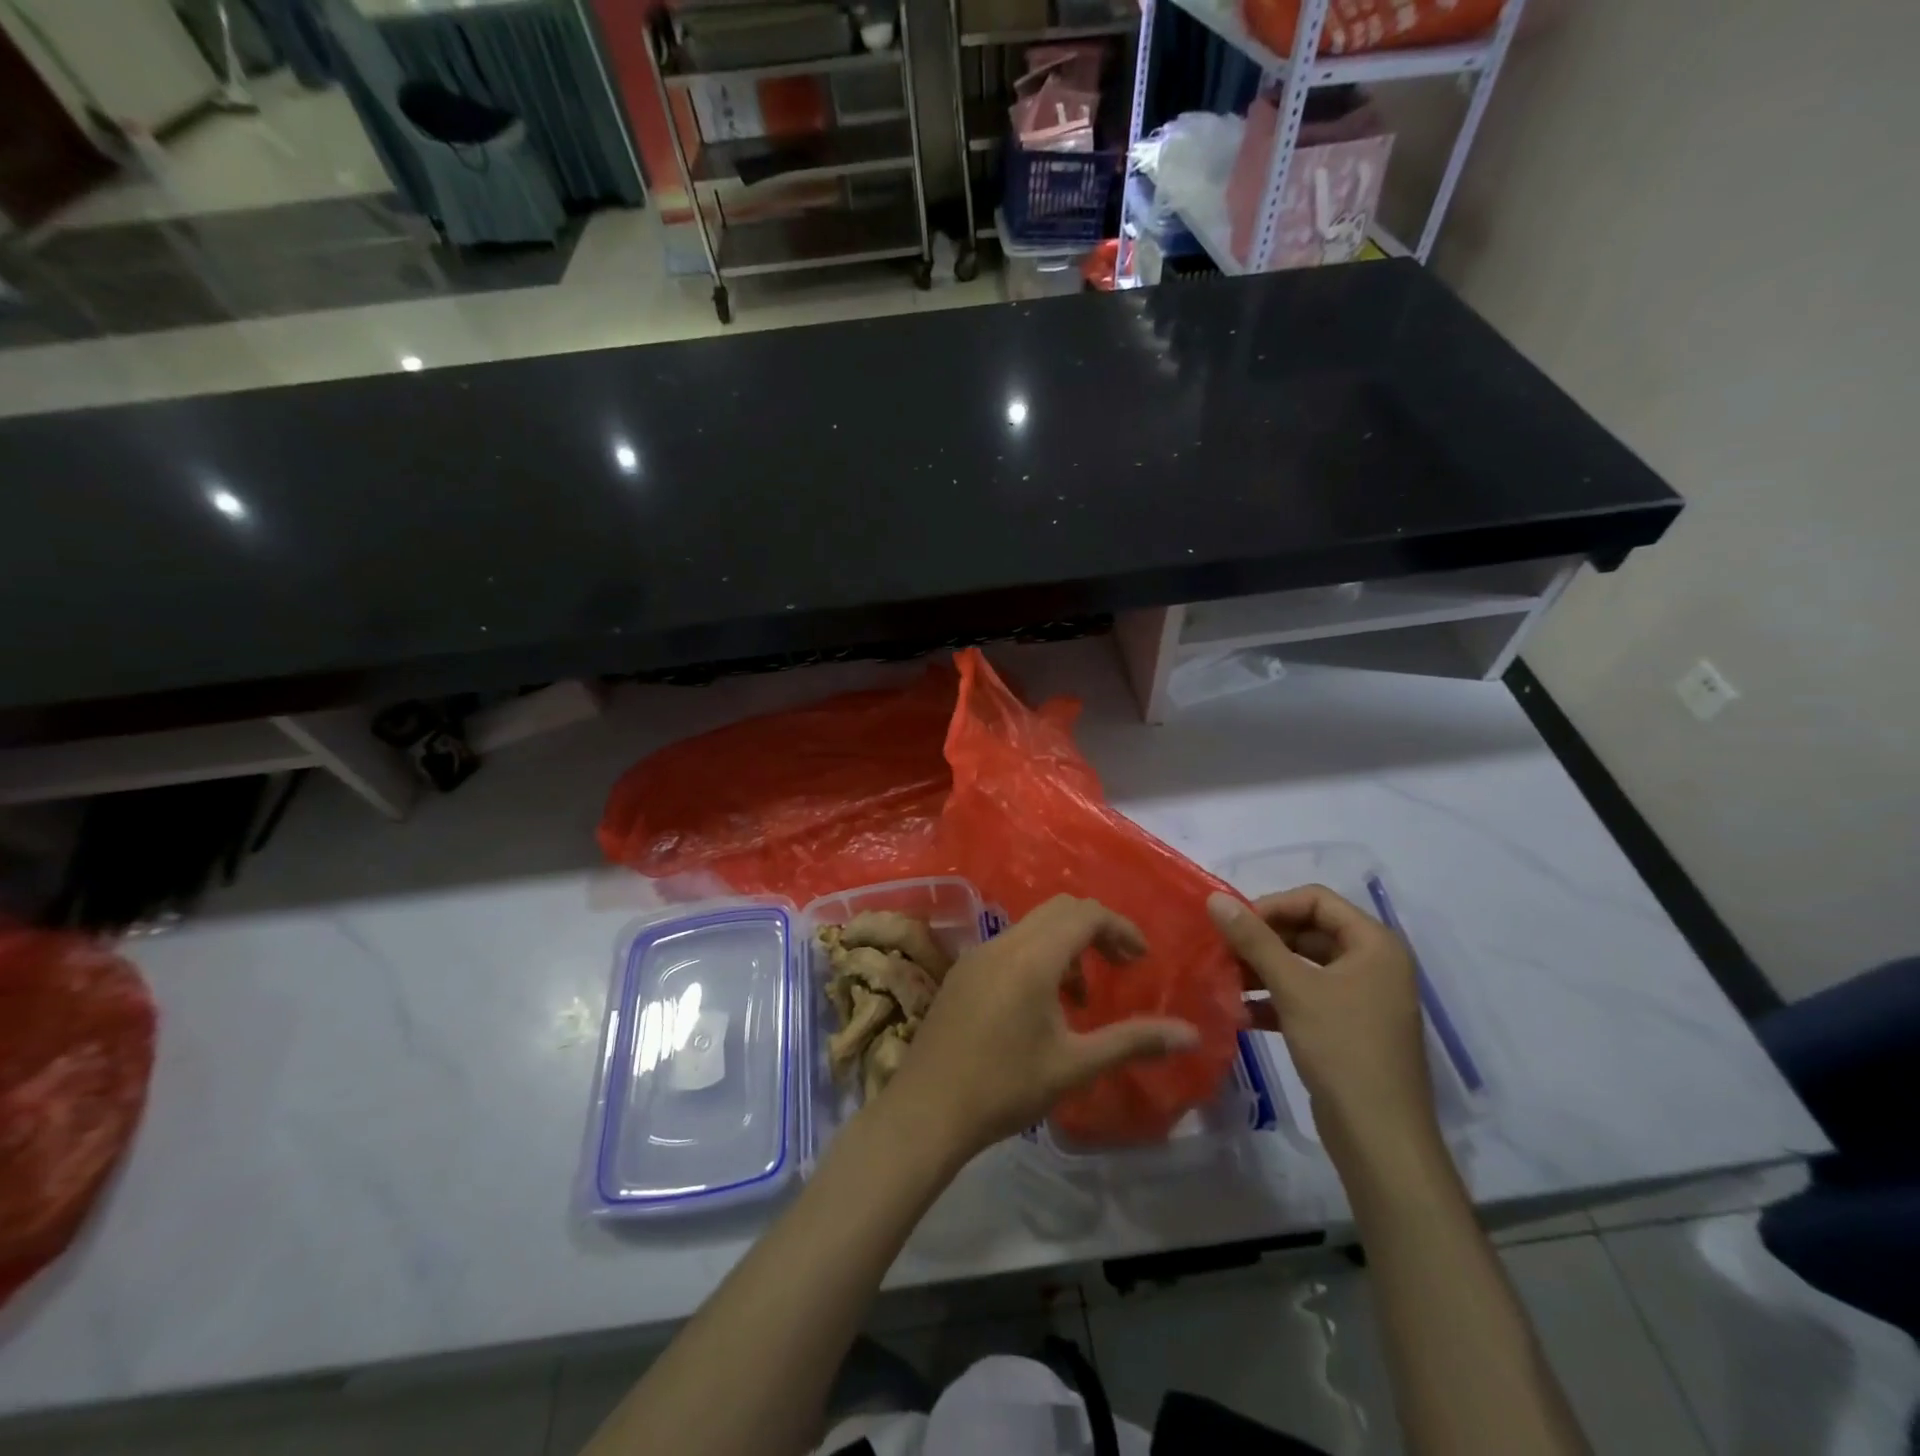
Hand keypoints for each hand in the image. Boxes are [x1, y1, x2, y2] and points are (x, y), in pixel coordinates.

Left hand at [884, 895, 1199, 1156]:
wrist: (927, 1110)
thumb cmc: (1005, 1087)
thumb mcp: (1075, 1066)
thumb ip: (1133, 1042)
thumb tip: (1190, 1034)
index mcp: (1032, 958)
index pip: (1085, 914)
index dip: (1120, 928)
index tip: (1141, 959)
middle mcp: (1003, 943)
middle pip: (1059, 910)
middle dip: (1096, 930)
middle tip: (1120, 967)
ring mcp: (977, 954)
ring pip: (1032, 927)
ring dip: (1066, 946)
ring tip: (1081, 999)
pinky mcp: (962, 971)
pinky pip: (1010, 945)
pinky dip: (1037, 957)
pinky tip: (1040, 1007)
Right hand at [1207, 886, 1440, 1177]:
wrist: (1380, 1139)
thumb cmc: (1343, 1049)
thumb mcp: (1294, 988)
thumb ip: (1254, 940)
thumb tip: (1214, 899)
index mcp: (1374, 944)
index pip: (1316, 900)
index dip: (1272, 906)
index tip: (1233, 925)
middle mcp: (1373, 964)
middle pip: (1308, 932)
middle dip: (1263, 940)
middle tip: (1222, 951)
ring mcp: (1363, 998)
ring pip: (1304, 967)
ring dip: (1263, 970)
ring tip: (1224, 980)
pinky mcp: (1349, 1029)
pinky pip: (1307, 998)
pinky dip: (1275, 1001)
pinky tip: (1241, 1013)